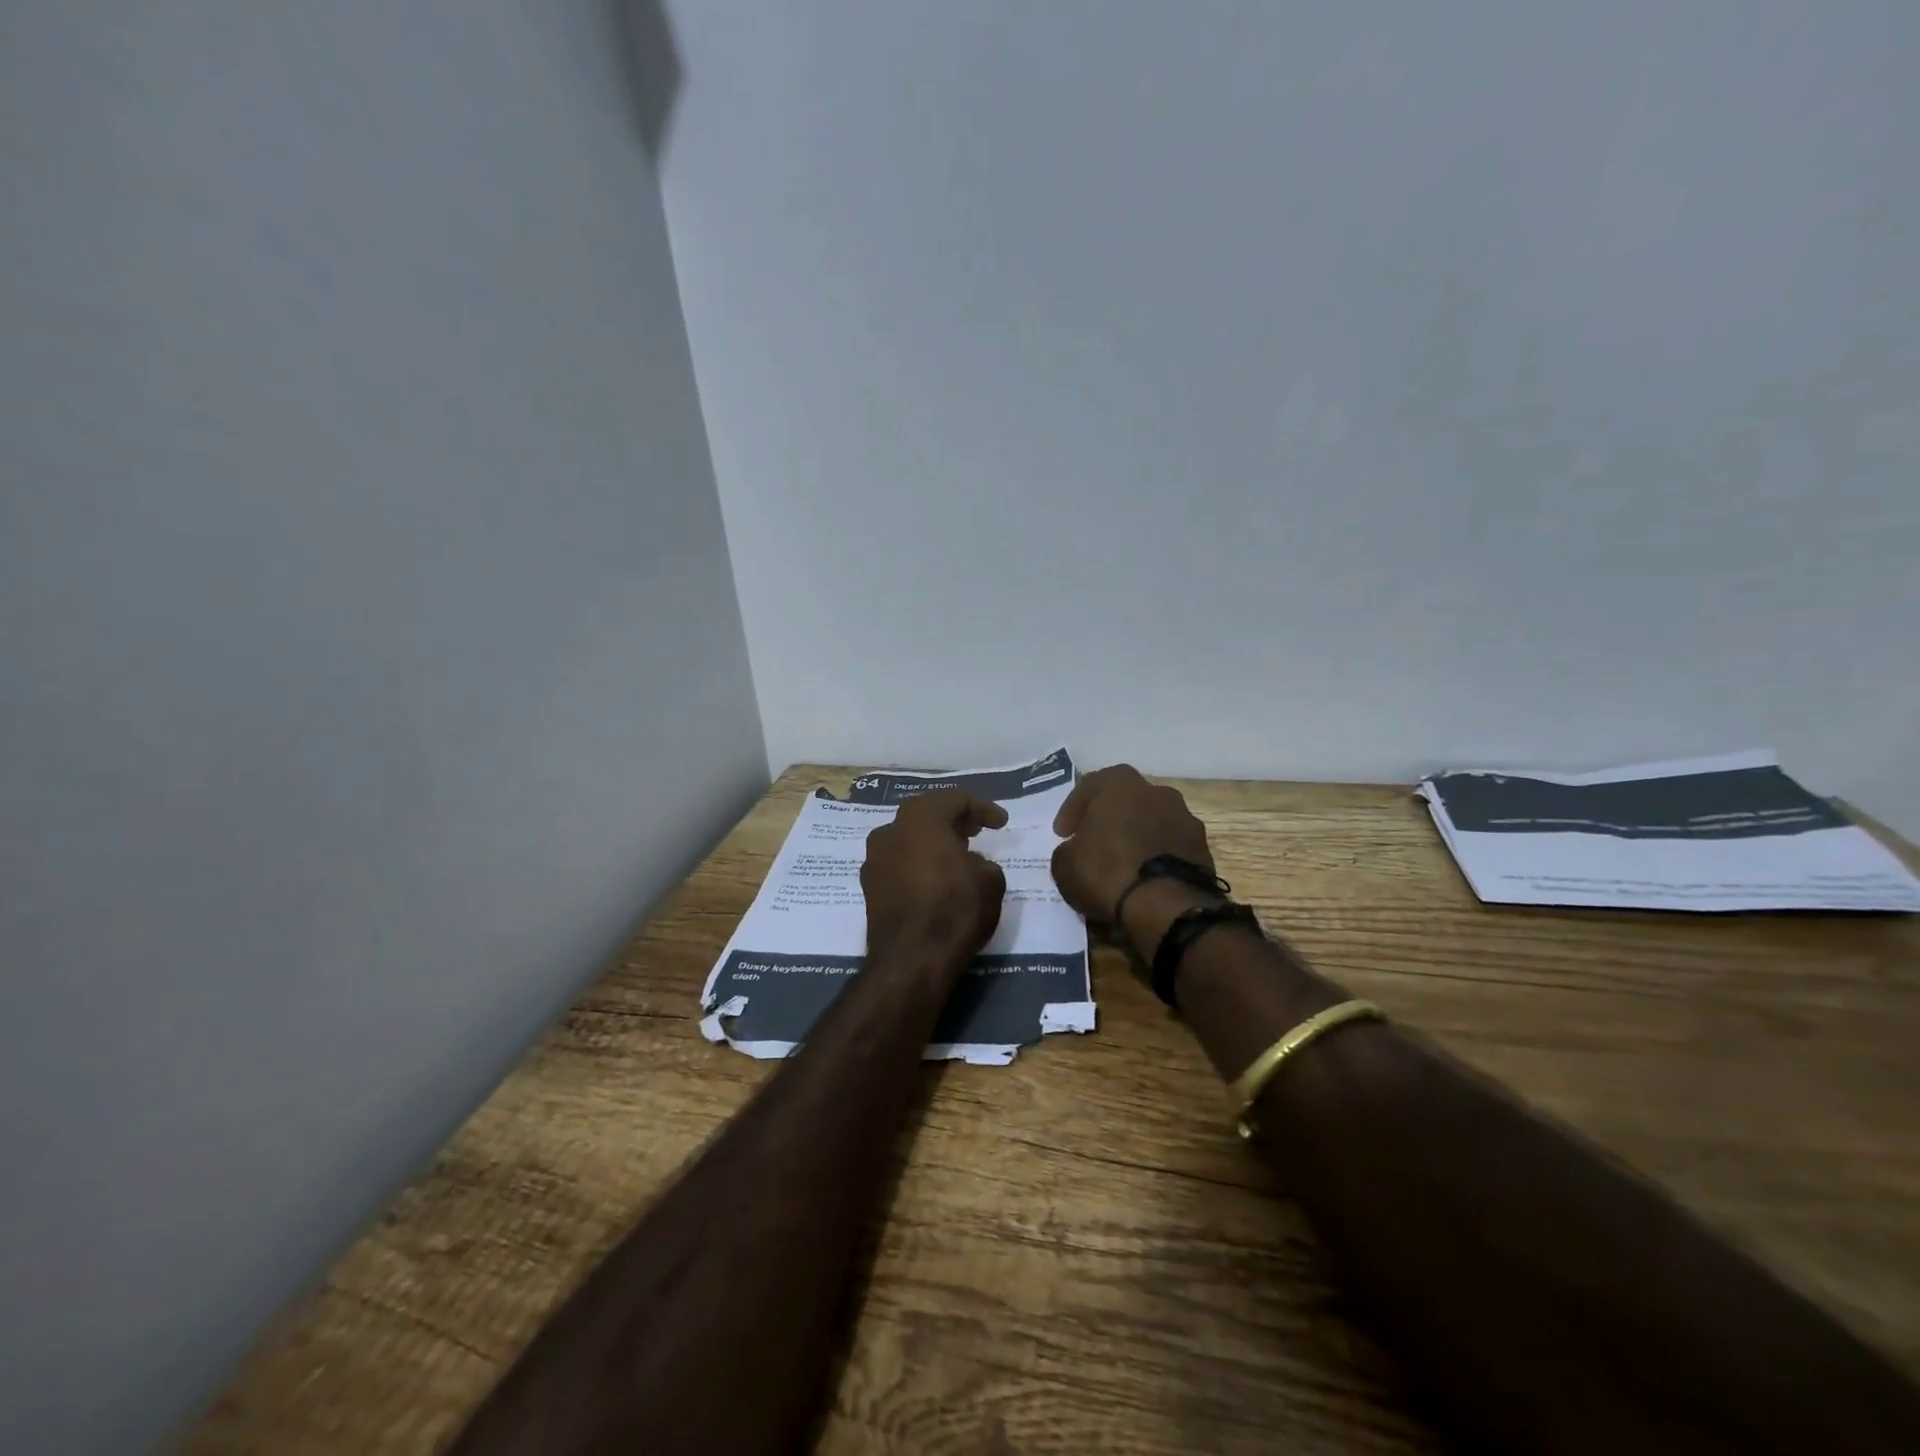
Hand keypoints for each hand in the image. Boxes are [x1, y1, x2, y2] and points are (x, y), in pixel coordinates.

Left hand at [861, 789, 1008, 963]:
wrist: (912, 959)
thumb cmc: (955, 908)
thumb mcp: (990, 879)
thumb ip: (981, 861)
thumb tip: (967, 864)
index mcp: (920, 817)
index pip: (955, 799)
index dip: (983, 808)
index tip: (1001, 823)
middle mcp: (890, 831)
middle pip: (926, 815)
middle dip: (953, 821)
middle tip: (976, 831)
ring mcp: (874, 860)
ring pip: (908, 840)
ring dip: (932, 843)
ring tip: (957, 856)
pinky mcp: (869, 888)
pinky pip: (899, 865)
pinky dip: (918, 865)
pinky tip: (936, 880)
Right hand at [1050, 765, 1212, 924]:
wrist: (1165, 905)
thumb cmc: (1107, 872)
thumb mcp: (1064, 864)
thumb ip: (1068, 849)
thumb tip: (1077, 850)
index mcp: (1120, 782)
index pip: (1089, 787)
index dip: (1072, 811)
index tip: (1063, 834)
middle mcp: (1156, 790)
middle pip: (1124, 801)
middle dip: (1109, 820)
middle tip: (1094, 844)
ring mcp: (1185, 817)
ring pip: (1151, 822)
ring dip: (1136, 837)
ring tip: (1123, 864)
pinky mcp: (1202, 847)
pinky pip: (1170, 846)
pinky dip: (1157, 856)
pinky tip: (1146, 878)